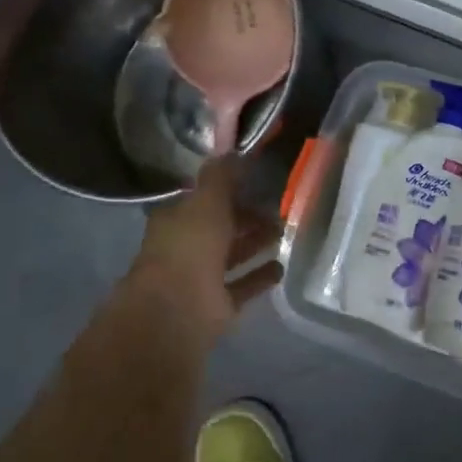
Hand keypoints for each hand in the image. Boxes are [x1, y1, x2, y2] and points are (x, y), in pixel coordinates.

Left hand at [132, 159, 282, 343]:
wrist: (177, 311)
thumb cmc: (189, 247)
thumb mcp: (207, 201)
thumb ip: (221, 177)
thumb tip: (233, 151)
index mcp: (176, 219)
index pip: (203, 198)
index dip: (227, 189)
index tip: (255, 180)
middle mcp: (185, 247)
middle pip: (220, 227)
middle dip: (246, 217)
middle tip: (279, 206)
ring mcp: (200, 278)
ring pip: (232, 255)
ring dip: (256, 244)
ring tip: (286, 232)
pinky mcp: (217, 306)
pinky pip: (243, 286)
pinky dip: (260, 276)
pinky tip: (282, 266)